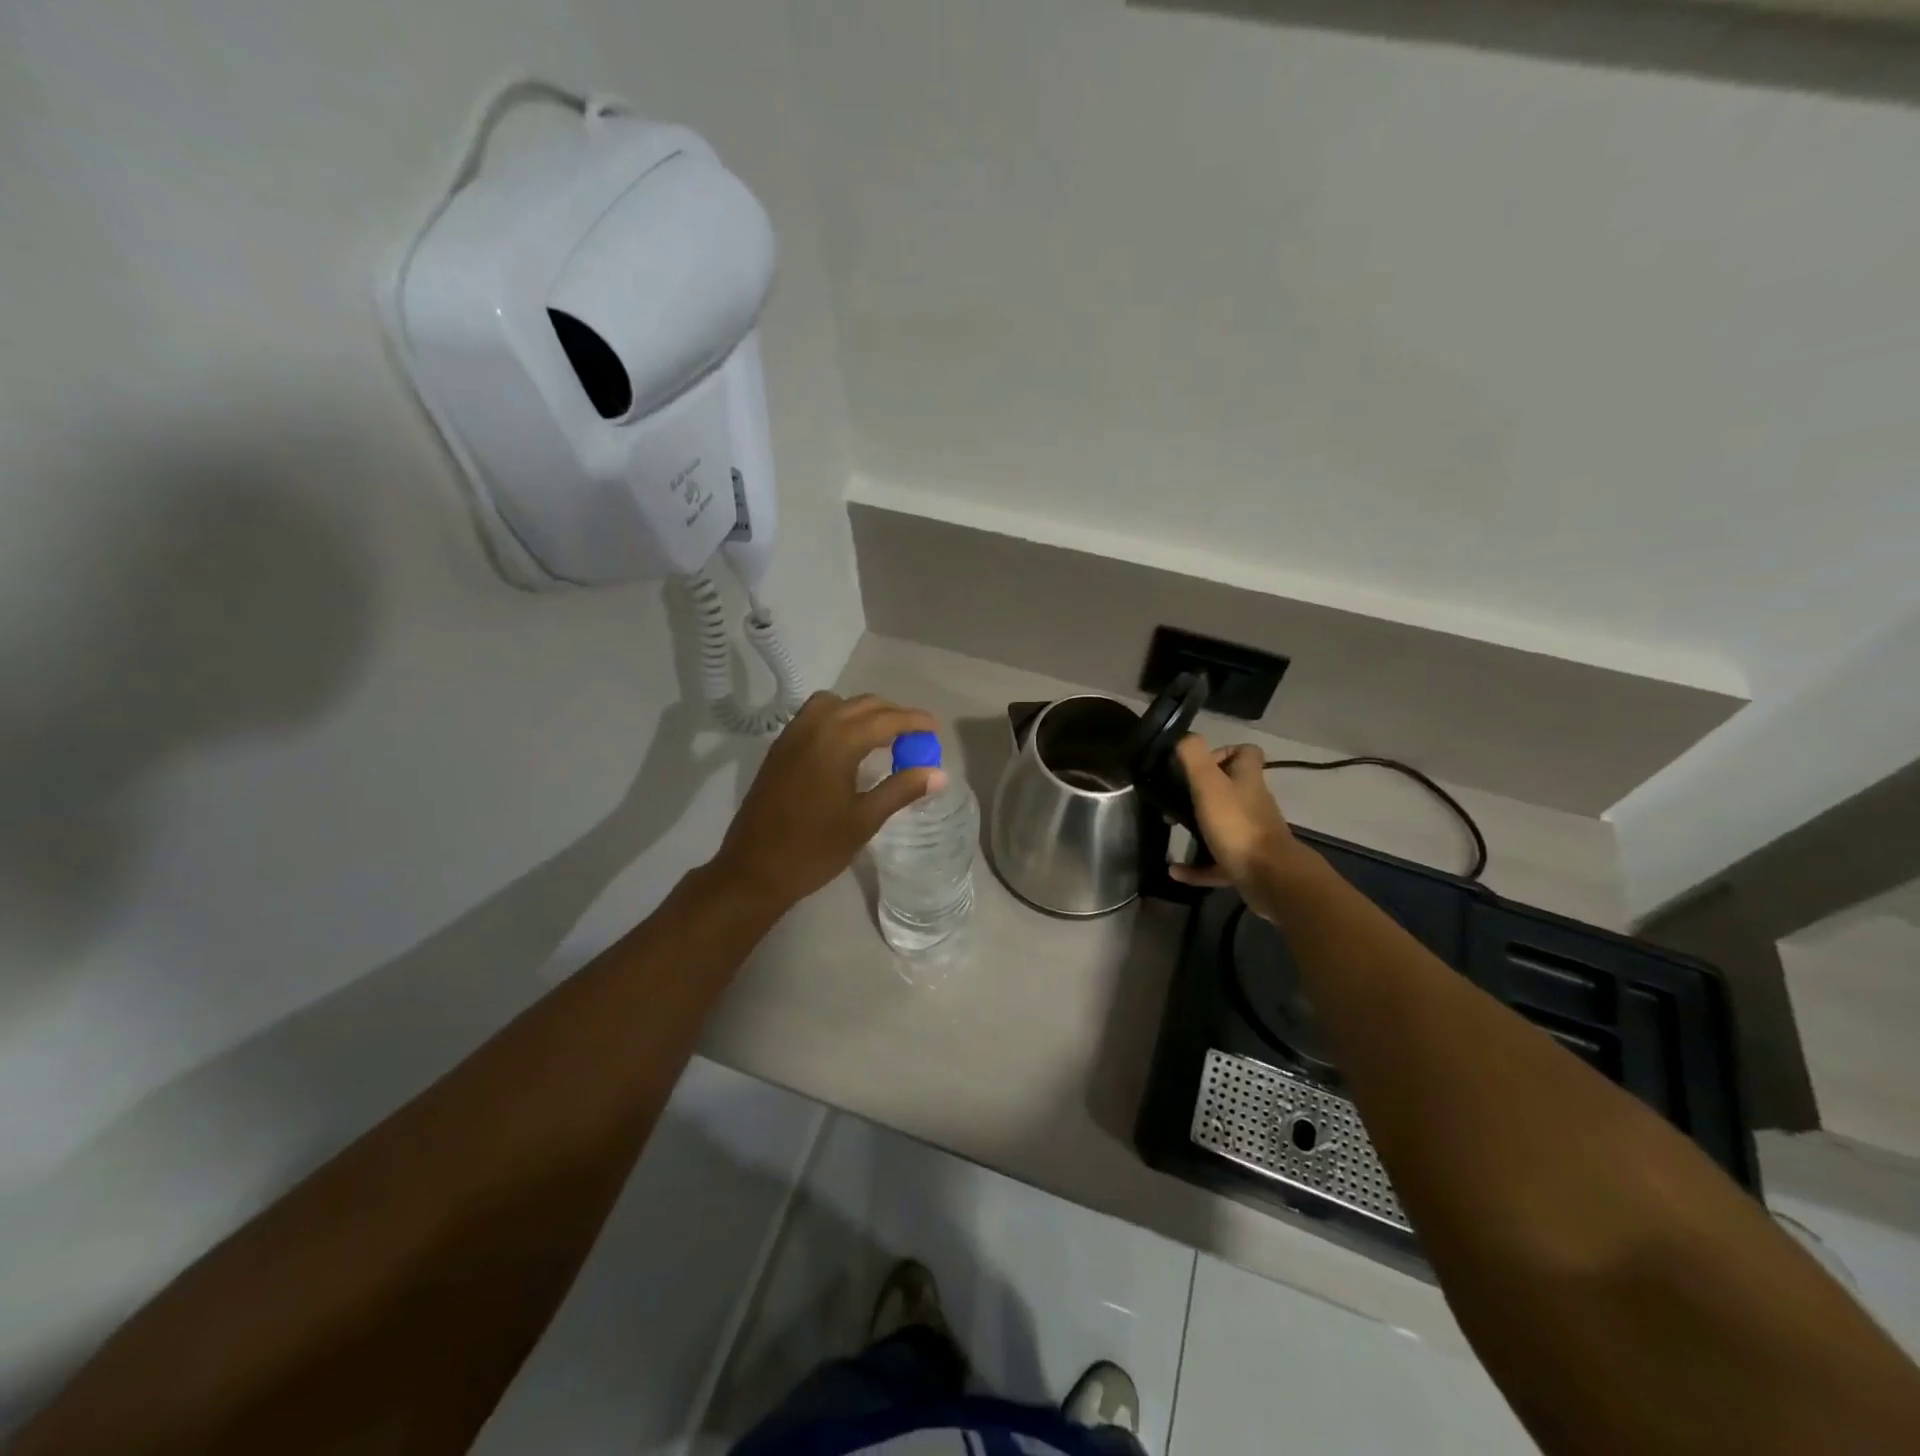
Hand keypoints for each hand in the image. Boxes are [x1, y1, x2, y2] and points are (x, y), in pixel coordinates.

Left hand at [713, 691, 945, 911]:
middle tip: (915, 735)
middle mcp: (814, 729)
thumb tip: (939, 773)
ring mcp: (792, 736)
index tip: (935, 728)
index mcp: (837, 744)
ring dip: (862, 711)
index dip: (913, 721)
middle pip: (861, 704)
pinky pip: (814, 716)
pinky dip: (838, 718)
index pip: (884, 720)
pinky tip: (848, 746)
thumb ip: (901, 790)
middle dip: (891, 713)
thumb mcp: (864, 821)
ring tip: (882, 736)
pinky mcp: (780, 749)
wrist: (754, 869)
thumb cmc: (814, 849)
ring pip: (834, 704)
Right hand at [1169, 735, 1309, 920]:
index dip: (1223, 752)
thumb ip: (1194, 756)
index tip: (1196, 764)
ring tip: (1171, 828)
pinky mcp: (1246, 863)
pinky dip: (1195, 866)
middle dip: (1202, 792)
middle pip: (1231, 788)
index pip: (1246, 753)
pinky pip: (1216, 862)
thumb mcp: (1209, 783)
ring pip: (1223, 825)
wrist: (1270, 876)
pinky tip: (1175, 870)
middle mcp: (1252, 803)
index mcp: (1247, 780)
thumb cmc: (1237, 824)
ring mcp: (1250, 834)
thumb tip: (1184, 737)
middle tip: (1175, 797)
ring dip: (1197, 827)